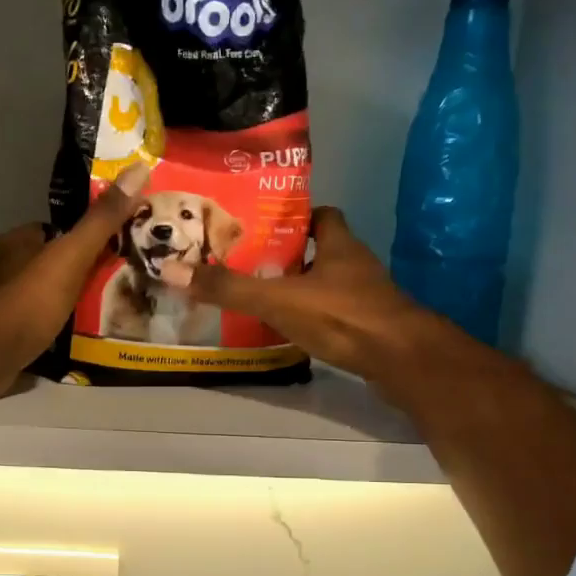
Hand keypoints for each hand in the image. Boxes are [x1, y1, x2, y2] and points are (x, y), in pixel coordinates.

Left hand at [0, 162, 152, 371]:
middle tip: (108, 288)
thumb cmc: (27, 300)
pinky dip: (44, 331)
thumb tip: (137, 169)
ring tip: (94, 317)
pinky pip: (25, 327)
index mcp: (14, 242)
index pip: (53, 232)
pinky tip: (65, 342)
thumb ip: (101, 220)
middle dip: (70, 275)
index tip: (110, 251)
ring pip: (33, 297)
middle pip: (43, 265)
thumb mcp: (71, 256)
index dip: (80, 239)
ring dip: (57, 305)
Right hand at [161, 207, 494, 395]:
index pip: (323, 215)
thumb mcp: (278, 299)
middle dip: (292, 256)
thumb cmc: (343, 316)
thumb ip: (230, 288)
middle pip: (323, 251)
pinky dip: (315, 319)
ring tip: (263, 299)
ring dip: (302, 289)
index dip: (297, 217)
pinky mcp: (369, 328)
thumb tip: (173, 270)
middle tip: (252, 265)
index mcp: (339, 245)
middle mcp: (356, 266)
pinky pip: (336, 315)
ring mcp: (366, 298)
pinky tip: (291, 331)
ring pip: (329, 285)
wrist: (402, 360)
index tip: (267, 226)